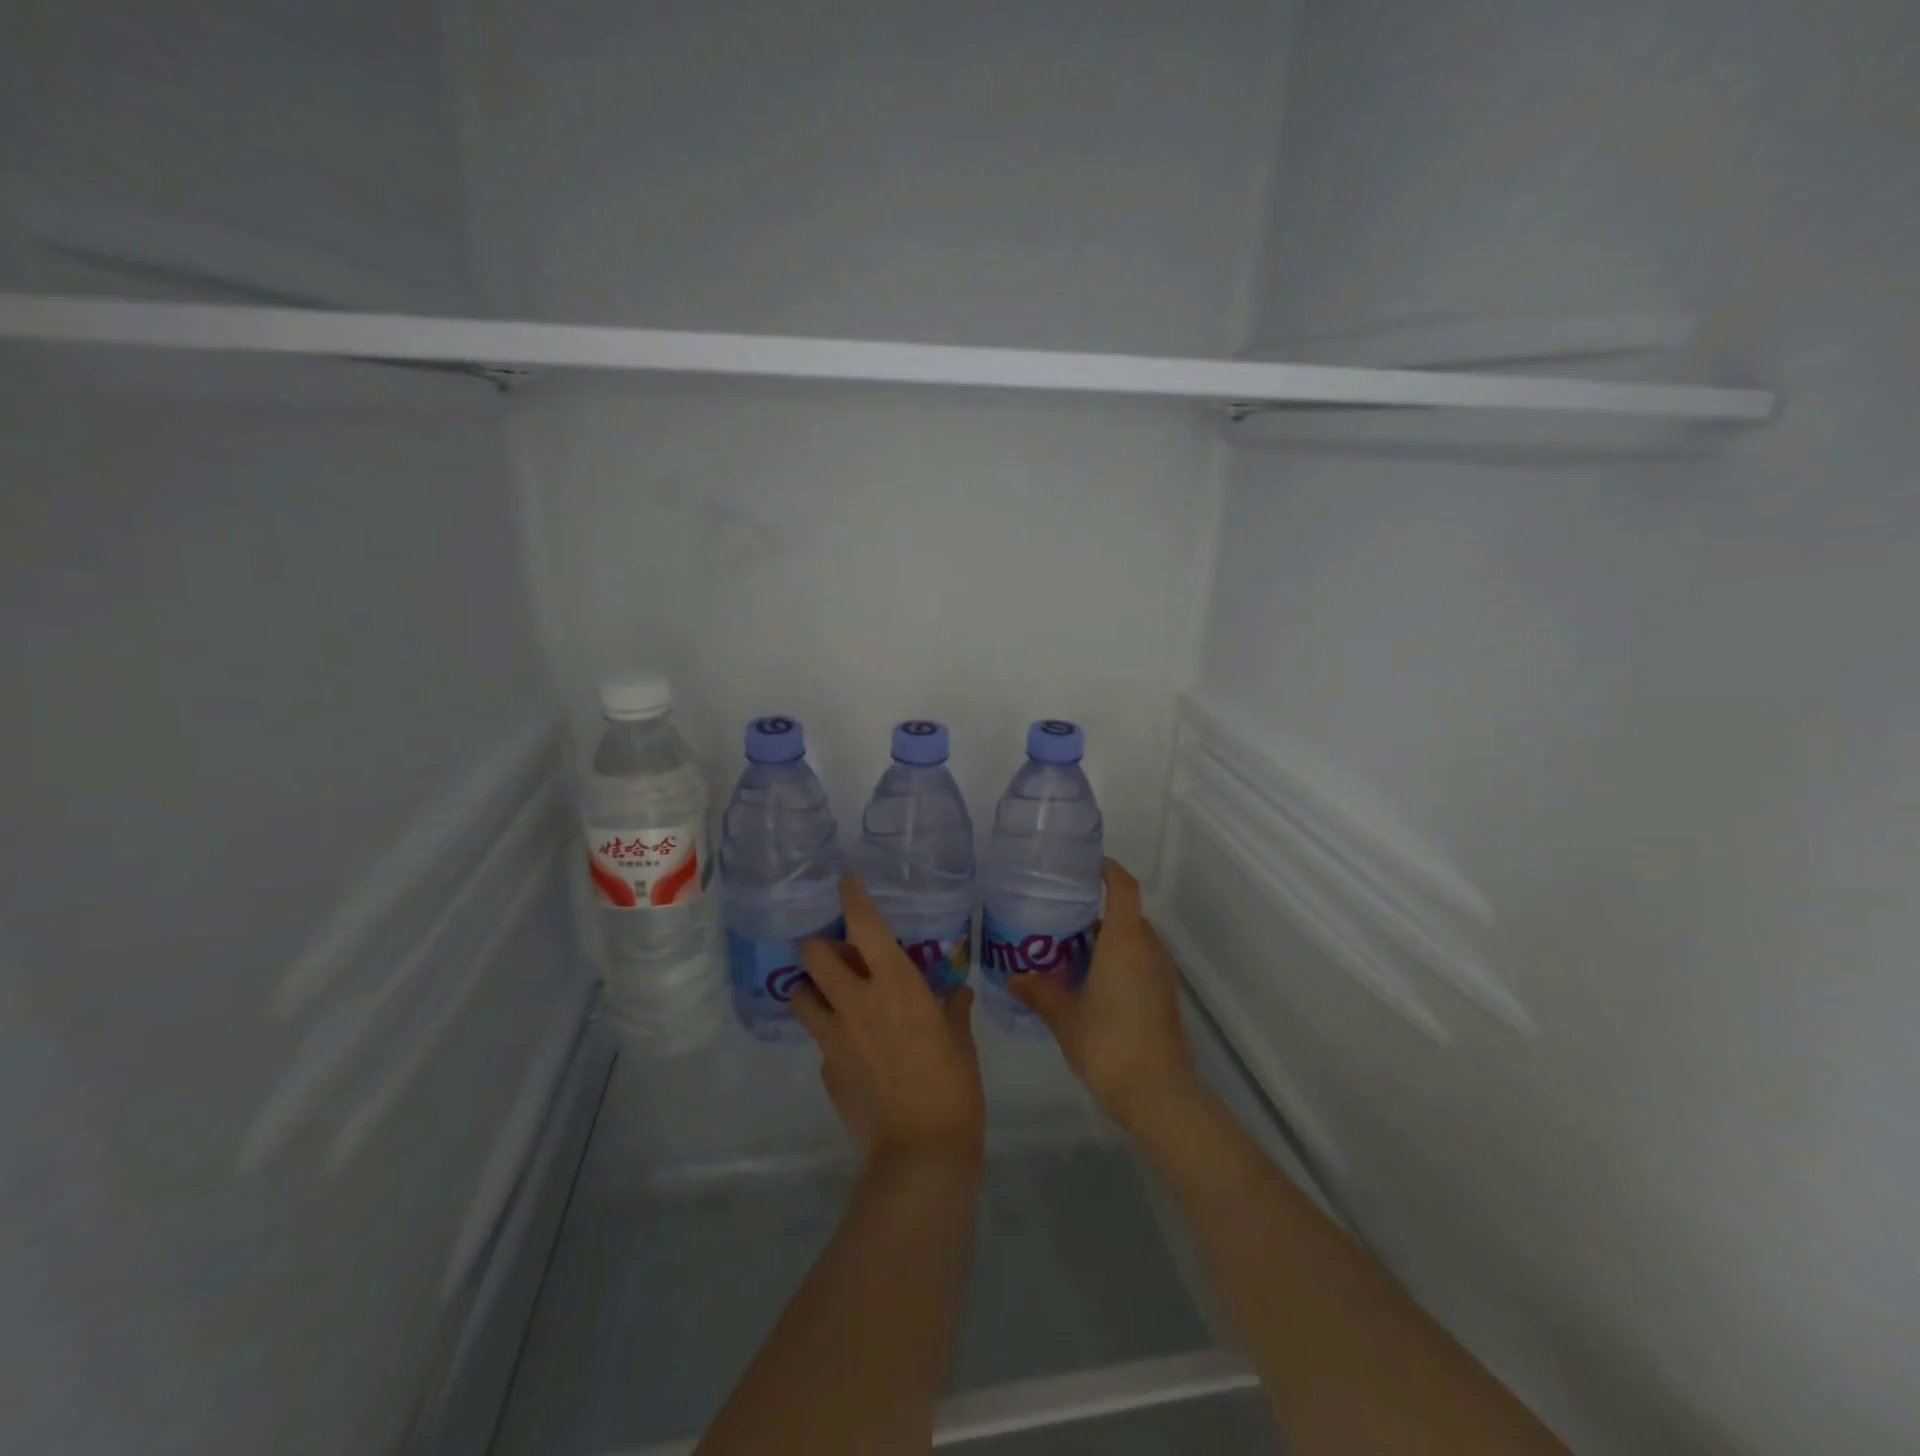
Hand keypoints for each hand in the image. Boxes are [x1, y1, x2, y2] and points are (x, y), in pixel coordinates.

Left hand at [795, 874, 986, 1172]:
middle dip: (819, 946)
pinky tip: (853, 1053)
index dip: (852, 896)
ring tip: (832, 998)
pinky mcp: (825, 1070)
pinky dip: (830, 1036)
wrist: (920, 1155)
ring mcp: (834, 1037)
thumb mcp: (961, 1043)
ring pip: (799, 995)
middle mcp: (856, 1001)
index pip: (864, 923)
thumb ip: (954, 1011)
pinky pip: (820, 1042)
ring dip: (811, 989)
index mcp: (895, 984)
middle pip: (813, 954)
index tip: (846, 882)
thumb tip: (958, 994)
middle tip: (839, 956)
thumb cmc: (953, 1088)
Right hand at [1010, 859, 1203, 1138]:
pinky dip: (1114, 960)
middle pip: (1124, 913)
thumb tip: (1012, 976)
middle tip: (1056, 915)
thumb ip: (1038, 992)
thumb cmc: (1109, 1043)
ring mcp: (1160, 972)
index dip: (1107, 870)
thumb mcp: (1064, 1017)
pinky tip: (1087, 981)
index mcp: (1125, 940)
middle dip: (1093, 910)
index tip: (1083, 865)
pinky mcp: (1162, 995)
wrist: (1159, 1095)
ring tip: (1065, 948)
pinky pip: (1137, 961)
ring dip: (1104, 938)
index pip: (1123, 887)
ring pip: (1131, 939)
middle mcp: (1147, 947)